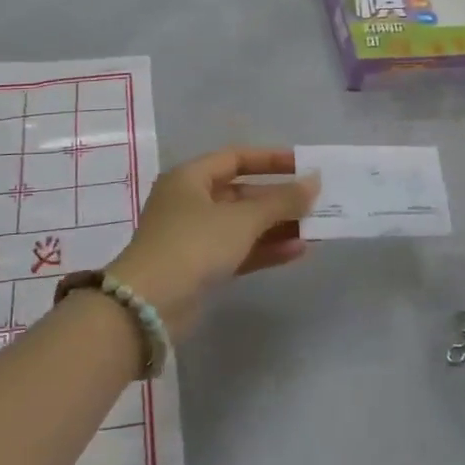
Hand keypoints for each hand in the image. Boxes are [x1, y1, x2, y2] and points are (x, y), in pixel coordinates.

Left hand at [106, 148, 319, 341]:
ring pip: (243, 225)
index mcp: (190, 178)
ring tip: (316, 228)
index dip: (271, 160)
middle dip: (279, 199)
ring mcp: (195, 237)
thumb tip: (315, 182)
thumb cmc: (194, 245)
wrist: (148, 306)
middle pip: (242, 193)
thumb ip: (282, 200)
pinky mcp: (201, 268)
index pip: (236, 158)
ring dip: (278, 226)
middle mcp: (190, 202)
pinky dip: (266, 249)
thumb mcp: (242, 218)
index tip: (304, 166)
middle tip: (316, 202)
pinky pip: (240, 250)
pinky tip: (299, 250)